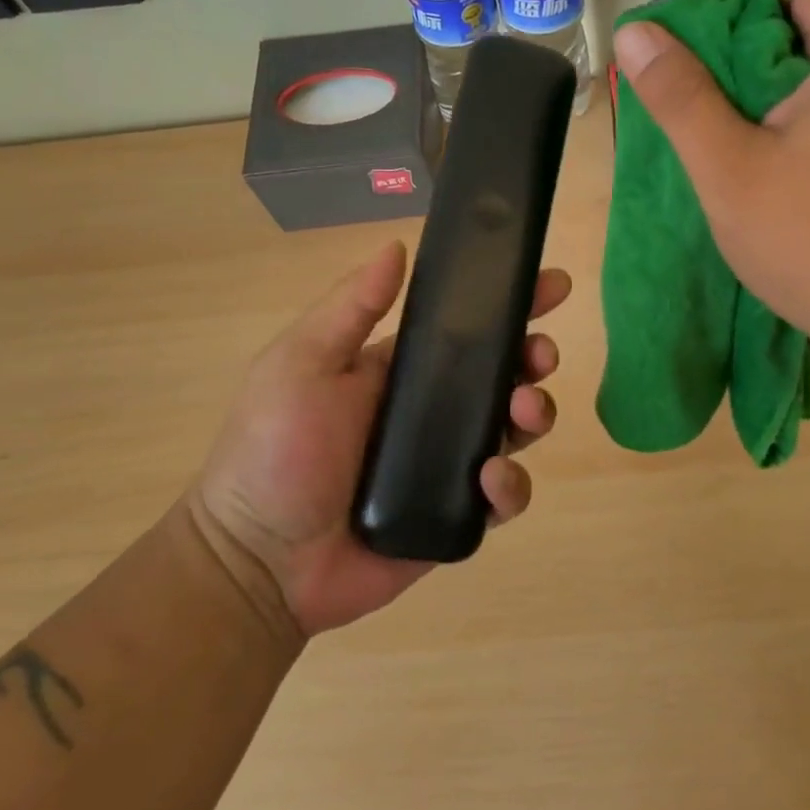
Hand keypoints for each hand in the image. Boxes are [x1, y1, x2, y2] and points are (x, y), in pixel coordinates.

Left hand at [187, 241, 569, 638]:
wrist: (258, 563)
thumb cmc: (274, 452)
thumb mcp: (302, 364)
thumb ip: (351, 308)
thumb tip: (398, 246)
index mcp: (402, 371)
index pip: (468, 328)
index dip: (511, 304)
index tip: (552, 284)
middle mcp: (433, 413)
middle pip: (503, 376)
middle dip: (533, 358)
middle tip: (541, 355)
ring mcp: (448, 465)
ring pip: (514, 430)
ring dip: (535, 412)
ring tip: (525, 410)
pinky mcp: (456, 516)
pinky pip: (504, 496)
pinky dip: (511, 485)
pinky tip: (490, 481)